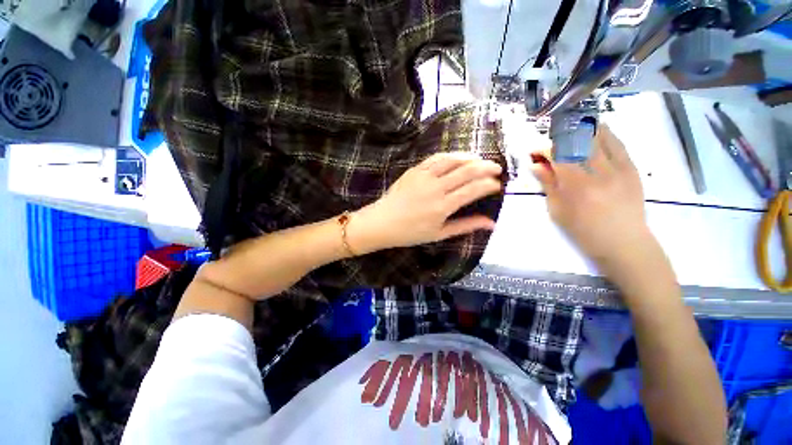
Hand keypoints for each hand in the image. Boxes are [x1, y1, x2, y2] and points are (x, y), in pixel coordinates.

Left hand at [348, 152, 502, 252]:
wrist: (382, 222)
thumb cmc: (410, 232)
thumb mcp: (440, 233)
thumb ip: (466, 226)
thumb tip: (491, 223)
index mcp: (443, 206)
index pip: (473, 189)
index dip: (489, 185)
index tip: (497, 185)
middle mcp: (436, 187)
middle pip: (467, 171)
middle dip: (486, 167)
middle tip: (496, 168)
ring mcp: (424, 176)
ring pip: (453, 160)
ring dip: (470, 158)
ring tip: (480, 160)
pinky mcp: (415, 170)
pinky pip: (436, 158)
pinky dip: (451, 156)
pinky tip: (458, 158)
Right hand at [531, 125, 651, 272]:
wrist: (624, 243)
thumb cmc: (584, 231)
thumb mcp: (558, 211)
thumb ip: (548, 185)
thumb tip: (535, 165)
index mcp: (576, 185)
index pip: (557, 156)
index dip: (544, 149)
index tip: (534, 151)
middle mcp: (598, 171)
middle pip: (577, 142)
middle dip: (561, 136)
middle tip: (552, 139)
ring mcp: (618, 168)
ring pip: (600, 137)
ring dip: (583, 129)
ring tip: (572, 128)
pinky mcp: (632, 168)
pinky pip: (618, 144)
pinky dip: (604, 134)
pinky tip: (596, 131)